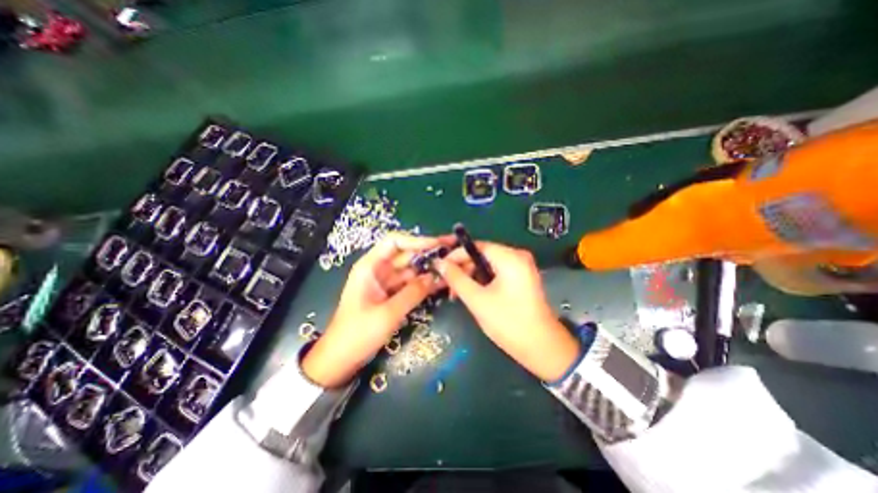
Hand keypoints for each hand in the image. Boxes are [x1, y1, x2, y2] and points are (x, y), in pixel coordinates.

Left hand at [304, 234, 451, 387]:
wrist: (341, 358)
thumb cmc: (357, 334)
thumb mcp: (387, 314)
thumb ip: (412, 293)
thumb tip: (434, 276)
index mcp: (370, 266)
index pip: (394, 242)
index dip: (417, 240)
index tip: (438, 245)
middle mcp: (379, 269)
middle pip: (406, 254)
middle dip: (429, 252)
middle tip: (453, 250)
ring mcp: (387, 282)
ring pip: (412, 269)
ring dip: (430, 268)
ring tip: (454, 266)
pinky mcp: (392, 294)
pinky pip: (411, 283)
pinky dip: (425, 282)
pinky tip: (443, 282)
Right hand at [435, 243, 580, 379]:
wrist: (542, 348)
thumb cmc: (508, 323)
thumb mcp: (477, 300)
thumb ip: (456, 278)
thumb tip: (440, 263)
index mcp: (510, 258)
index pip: (476, 246)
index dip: (455, 255)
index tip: (439, 266)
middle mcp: (517, 257)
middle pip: (482, 255)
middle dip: (463, 268)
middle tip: (447, 284)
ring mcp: (521, 268)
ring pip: (488, 265)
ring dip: (471, 276)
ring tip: (456, 293)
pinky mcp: (521, 279)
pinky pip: (496, 273)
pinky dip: (482, 281)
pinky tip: (471, 293)